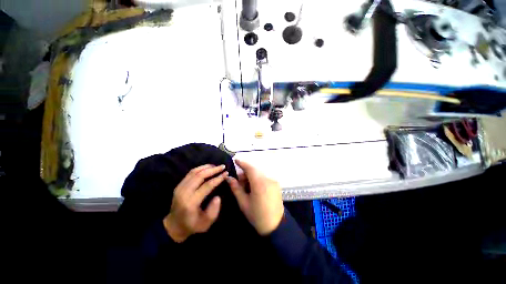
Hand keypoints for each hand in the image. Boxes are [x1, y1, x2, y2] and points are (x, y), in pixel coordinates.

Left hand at [163, 164, 227, 242]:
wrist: (173, 226)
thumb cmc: (192, 226)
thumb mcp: (206, 224)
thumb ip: (213, 210)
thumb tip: (217, 196)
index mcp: (191, 203)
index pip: (206, 186)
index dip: (217, 178)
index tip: (226, 174)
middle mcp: (184, 193)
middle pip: (200, 176)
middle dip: (213, 169)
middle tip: (223, 166)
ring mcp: (179, 188)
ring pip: (194, 172)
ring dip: (206, 167)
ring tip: (216, 166)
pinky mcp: (179, 185)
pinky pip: (190, 173)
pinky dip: (200, 168)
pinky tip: (207, 168)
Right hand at [226, 160, 283, 235]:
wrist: (275, 225)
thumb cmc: (257, 215)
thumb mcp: (243, 202)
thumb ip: (236, 188)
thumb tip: (228, 178)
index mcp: (259, 183)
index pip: (249, 168)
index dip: (242, 163)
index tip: (235, 160)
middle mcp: (268, 179)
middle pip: (254, 170)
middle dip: (246, 173)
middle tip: (239, 182)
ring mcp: (273, 181)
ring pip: (259, 173)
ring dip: (252, 176)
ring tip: (246, 186)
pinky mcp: (276, 184)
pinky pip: (264, 177)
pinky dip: (257, 179)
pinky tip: (254, 188)